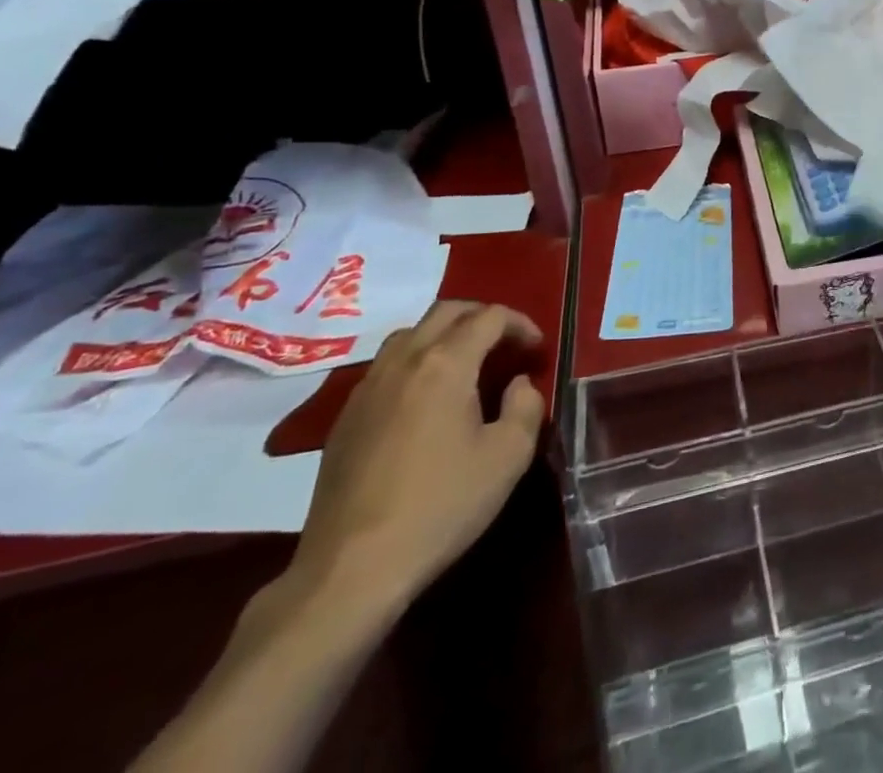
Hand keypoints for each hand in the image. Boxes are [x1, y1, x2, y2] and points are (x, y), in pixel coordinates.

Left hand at [286, 301, 545, 622]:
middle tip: (506, 344)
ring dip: (445, 335)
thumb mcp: (508, 457)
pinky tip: (426, 400)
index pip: (489, 317)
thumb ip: (526, 406)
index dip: (521, 324)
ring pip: (410, 334)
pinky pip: (386, 366)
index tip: (537, 350)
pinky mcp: (345, 418)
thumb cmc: (440, 506)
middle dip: (483, 318)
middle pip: (446, 312)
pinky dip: (416, 362)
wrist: (351, 569)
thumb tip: (518, 384)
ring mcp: (367, 388)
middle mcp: (403, 361)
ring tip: (467, 364)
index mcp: (445, 363)